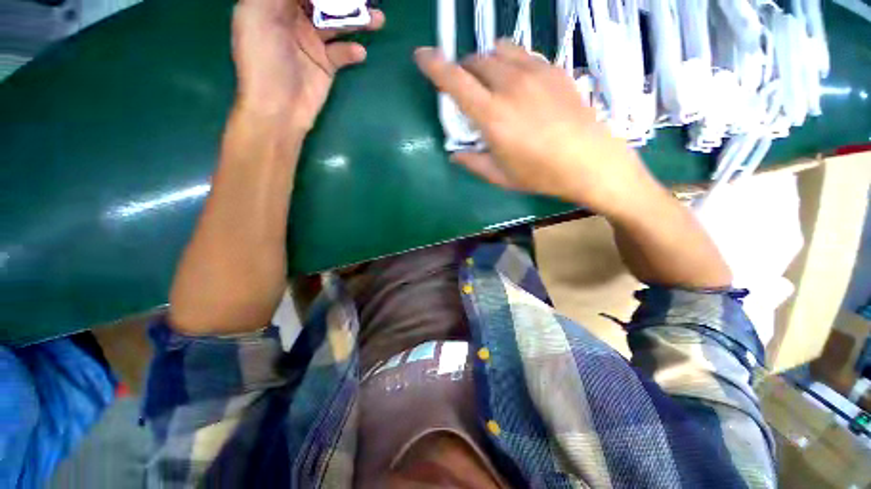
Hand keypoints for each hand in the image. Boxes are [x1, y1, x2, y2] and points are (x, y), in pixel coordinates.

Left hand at [232, 0, 384, 130]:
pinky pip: (342, 52)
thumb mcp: (261, 13)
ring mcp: (311, 42)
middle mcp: (293, 19)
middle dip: (342, 0)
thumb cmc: (264, 59)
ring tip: (377, 18)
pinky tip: (359, 52)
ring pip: (337, 23)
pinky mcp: (325, 64)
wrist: (279, 108)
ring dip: (357, 20)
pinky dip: (352, 51)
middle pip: (321, 1)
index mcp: (273, 4)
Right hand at [414, 41, 655, 216]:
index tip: (421, 56)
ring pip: (498, 49)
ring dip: (486, 62)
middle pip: (475, 60)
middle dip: (463, 69)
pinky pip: (522, 53)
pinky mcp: (553, 69)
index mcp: (492, 116)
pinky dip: (509, 62)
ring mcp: (534, 73)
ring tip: (491, 81)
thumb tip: (454, 155)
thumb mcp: (499, 176)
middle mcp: (510, 86)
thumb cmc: (539, 174)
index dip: (434, 65)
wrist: (589, 161)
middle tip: (466, 88)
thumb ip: (472, 163)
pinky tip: (517, 82)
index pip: (455, 81)